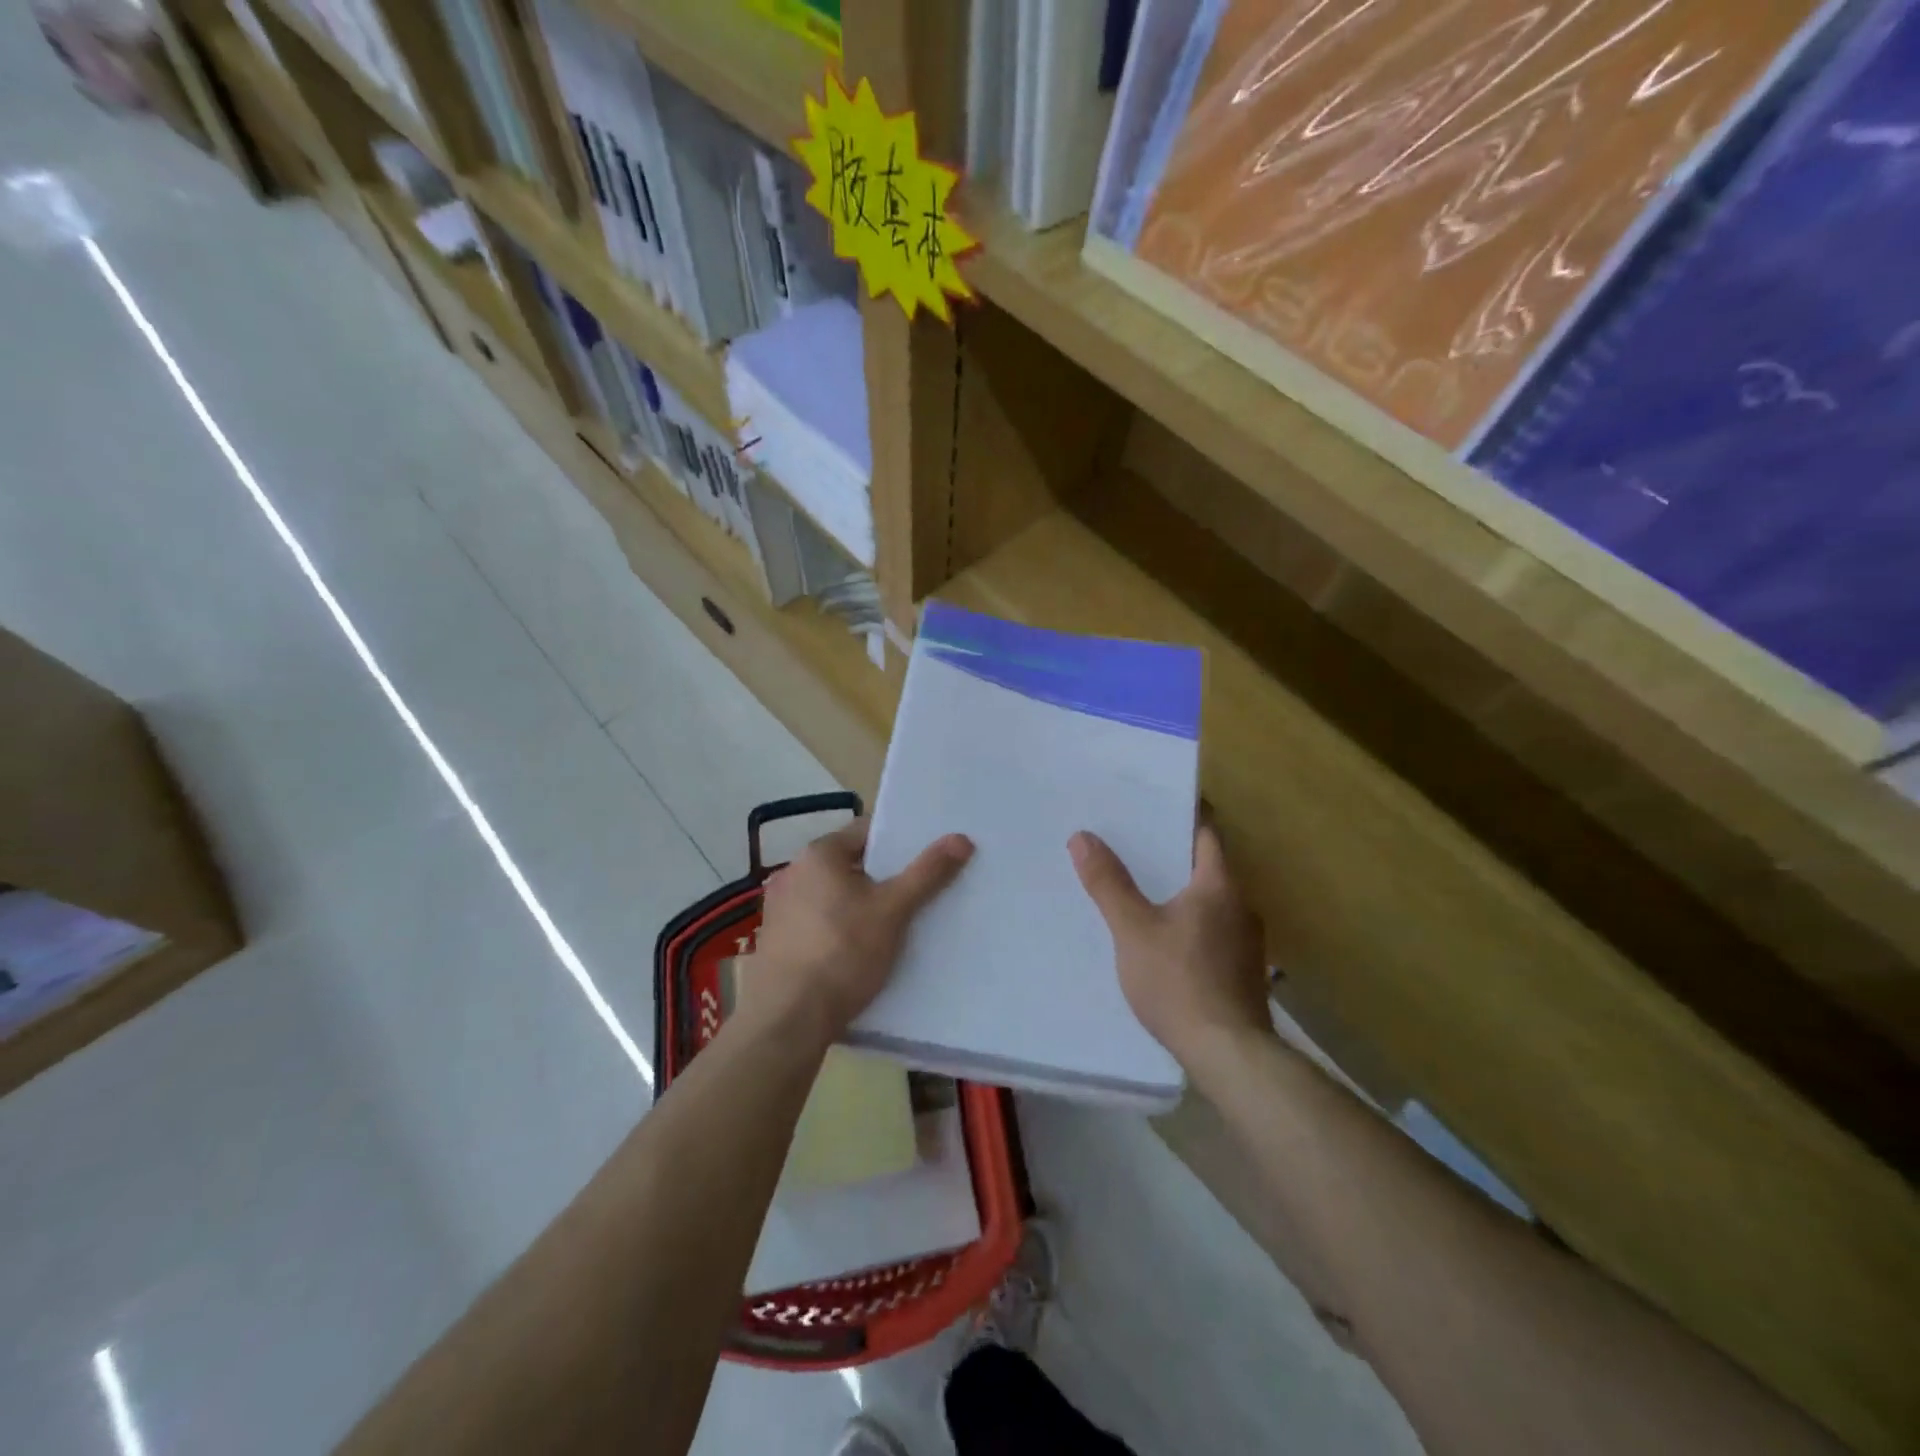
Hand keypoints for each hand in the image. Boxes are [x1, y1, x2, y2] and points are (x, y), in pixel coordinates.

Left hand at [754, 818, 973, 1043]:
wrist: (788, 1021)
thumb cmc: (843, 953)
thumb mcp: (893, 911)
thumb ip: (927, 873)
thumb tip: (961, 838)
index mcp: (818, 854)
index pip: (866, 831)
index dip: (899, 843)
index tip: (925, 860)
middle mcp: (792, 872)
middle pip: (850, 864)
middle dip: (882, 877)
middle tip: (917, 894)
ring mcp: (778, 908)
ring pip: (833, 896)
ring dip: (860, 905)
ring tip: (893, 925)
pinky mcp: (775, 941)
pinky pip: (817, 922)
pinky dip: (839, 928)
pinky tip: (858, 952)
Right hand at [1069, 823, 1270, 1065]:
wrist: (1229, 1055)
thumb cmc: (1179, 982)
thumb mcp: (1133, 930)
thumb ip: (1109, 883)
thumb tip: (1083, 837)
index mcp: (1219, 886)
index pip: (1208, 833)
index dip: (1186, 815)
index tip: (1157, 803)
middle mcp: (1241, 906)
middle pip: (1210, 866)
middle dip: (1175, 854)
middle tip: (1135, 843)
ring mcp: (1247, 942)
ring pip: (1211, 901)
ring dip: (1183, 890)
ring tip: (1144, 889)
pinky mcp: (1243, 971)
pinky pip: (1213, 930)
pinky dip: (1190, 922)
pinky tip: (1165, 939)